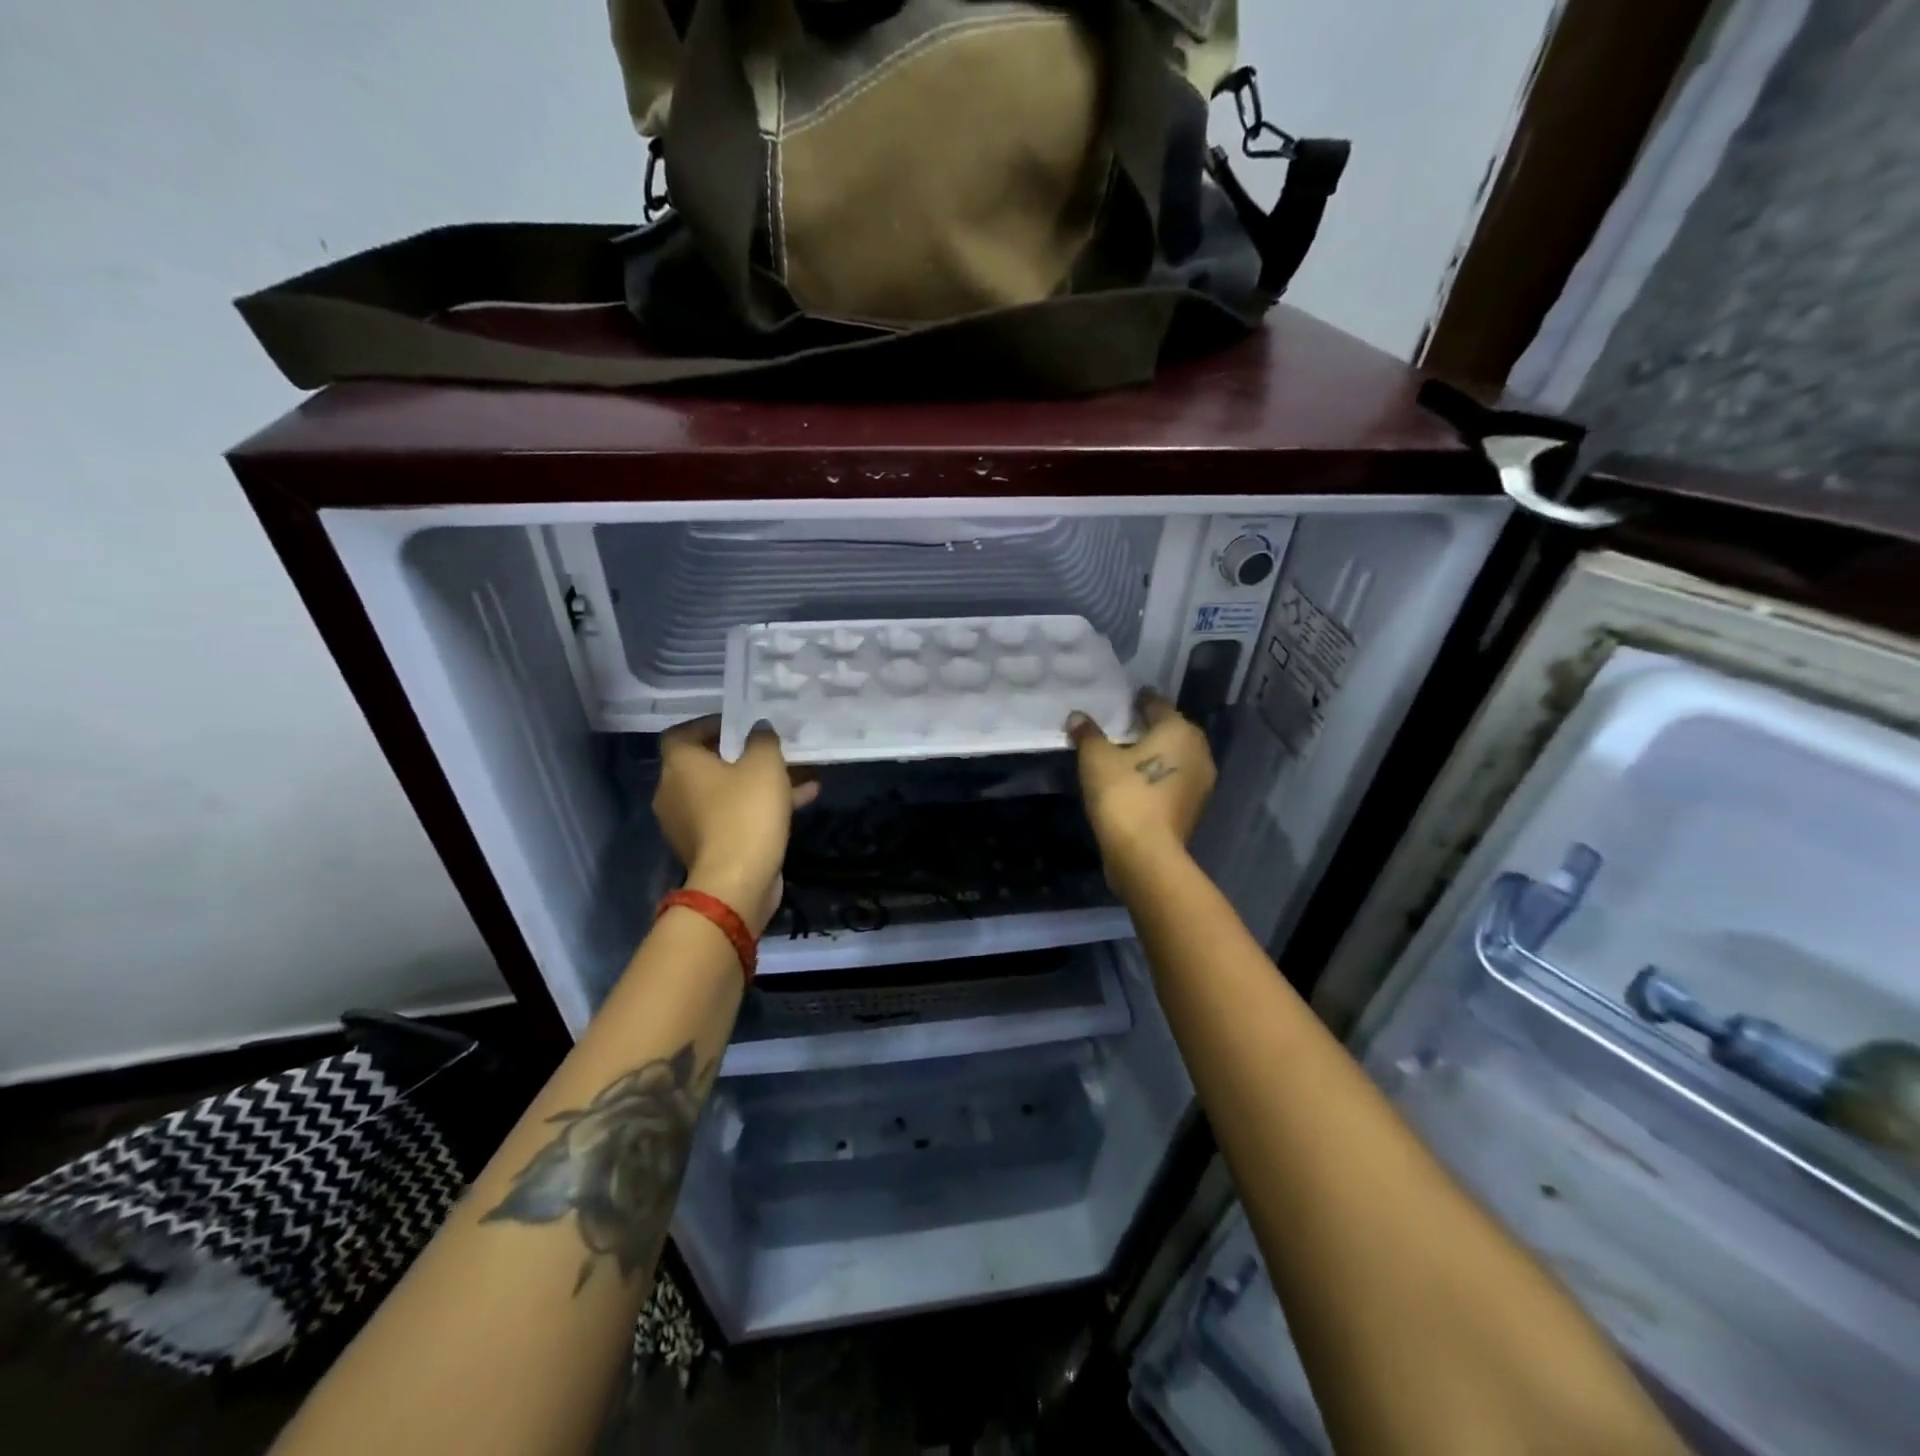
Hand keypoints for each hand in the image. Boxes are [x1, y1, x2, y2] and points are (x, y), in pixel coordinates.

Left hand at [653, 718, 818, 935]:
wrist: (738, 882)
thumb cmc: (745, 812)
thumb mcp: (764, 764)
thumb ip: (762, 740)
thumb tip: (758, 729)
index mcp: (679, 766)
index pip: (682, 734)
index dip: (709, 725)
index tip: (740, 723)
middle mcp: (674, 793)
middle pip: (705, 765)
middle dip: (741, 756)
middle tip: (770, 748)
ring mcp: (689, 824)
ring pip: (725, 793)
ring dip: (758, 783)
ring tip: (799, 774)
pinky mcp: (709, 848)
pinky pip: (733, 817)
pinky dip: (759, 808)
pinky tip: (802, 801)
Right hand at [1066, 690, 1215, 871]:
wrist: (1146, 853)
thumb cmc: (1123, 795)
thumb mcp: (1096, 759)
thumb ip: (1088, 734)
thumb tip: (1078, 717)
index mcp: (1178, 730)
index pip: (1158, 705)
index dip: (1141, 700)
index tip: (1128, 698)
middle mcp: (1198, 750)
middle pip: (1173, 730)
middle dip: (1151, 726)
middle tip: (1126, 724)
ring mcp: (1200, 782)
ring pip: (1176, 756)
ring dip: (1156, 752)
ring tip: (1129, 752)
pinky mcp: (1193, 807)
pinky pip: (1174, 779)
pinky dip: (1158, 774)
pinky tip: (1138, 778)